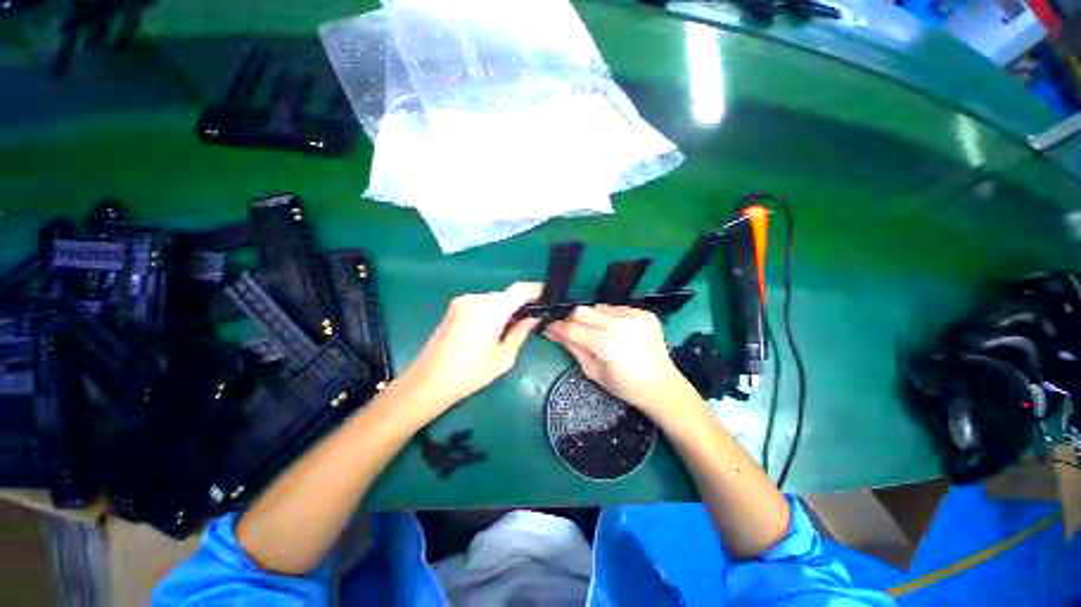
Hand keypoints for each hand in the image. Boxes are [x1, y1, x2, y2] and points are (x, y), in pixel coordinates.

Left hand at [400, 282, 541, 416]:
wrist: (428, 381)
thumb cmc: (470, 373)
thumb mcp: (504, 357)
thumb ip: (521, 332)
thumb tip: (533, 317)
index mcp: (490, 309)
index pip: (519, 289)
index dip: (536, 289)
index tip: (548, 296)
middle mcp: (476, 298)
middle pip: (506, 295)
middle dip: (520, 305)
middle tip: (530, 321)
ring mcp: (462, 301)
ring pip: (493, 299)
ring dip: (505, 309)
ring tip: (509, 329)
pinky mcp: (453, 307)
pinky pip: (481, 304)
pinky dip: (491, 311)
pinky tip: (491, 329)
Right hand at [544, 305, 692, 417]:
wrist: (661, 386)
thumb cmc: (624, 386)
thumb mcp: (593, 372)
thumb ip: (573, 348)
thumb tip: (552, 333)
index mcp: (604, 344)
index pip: (571, 328)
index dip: (556, 327)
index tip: (549, 327)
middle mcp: (618, 325)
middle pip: (582, 310)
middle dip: (572, 319)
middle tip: (571, 329)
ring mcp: (633, 316)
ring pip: (599, 307)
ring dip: (592, 318)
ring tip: (596, 331)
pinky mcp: (644, 313)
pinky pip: (617, 308)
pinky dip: (610, 317)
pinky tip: (615, 329)